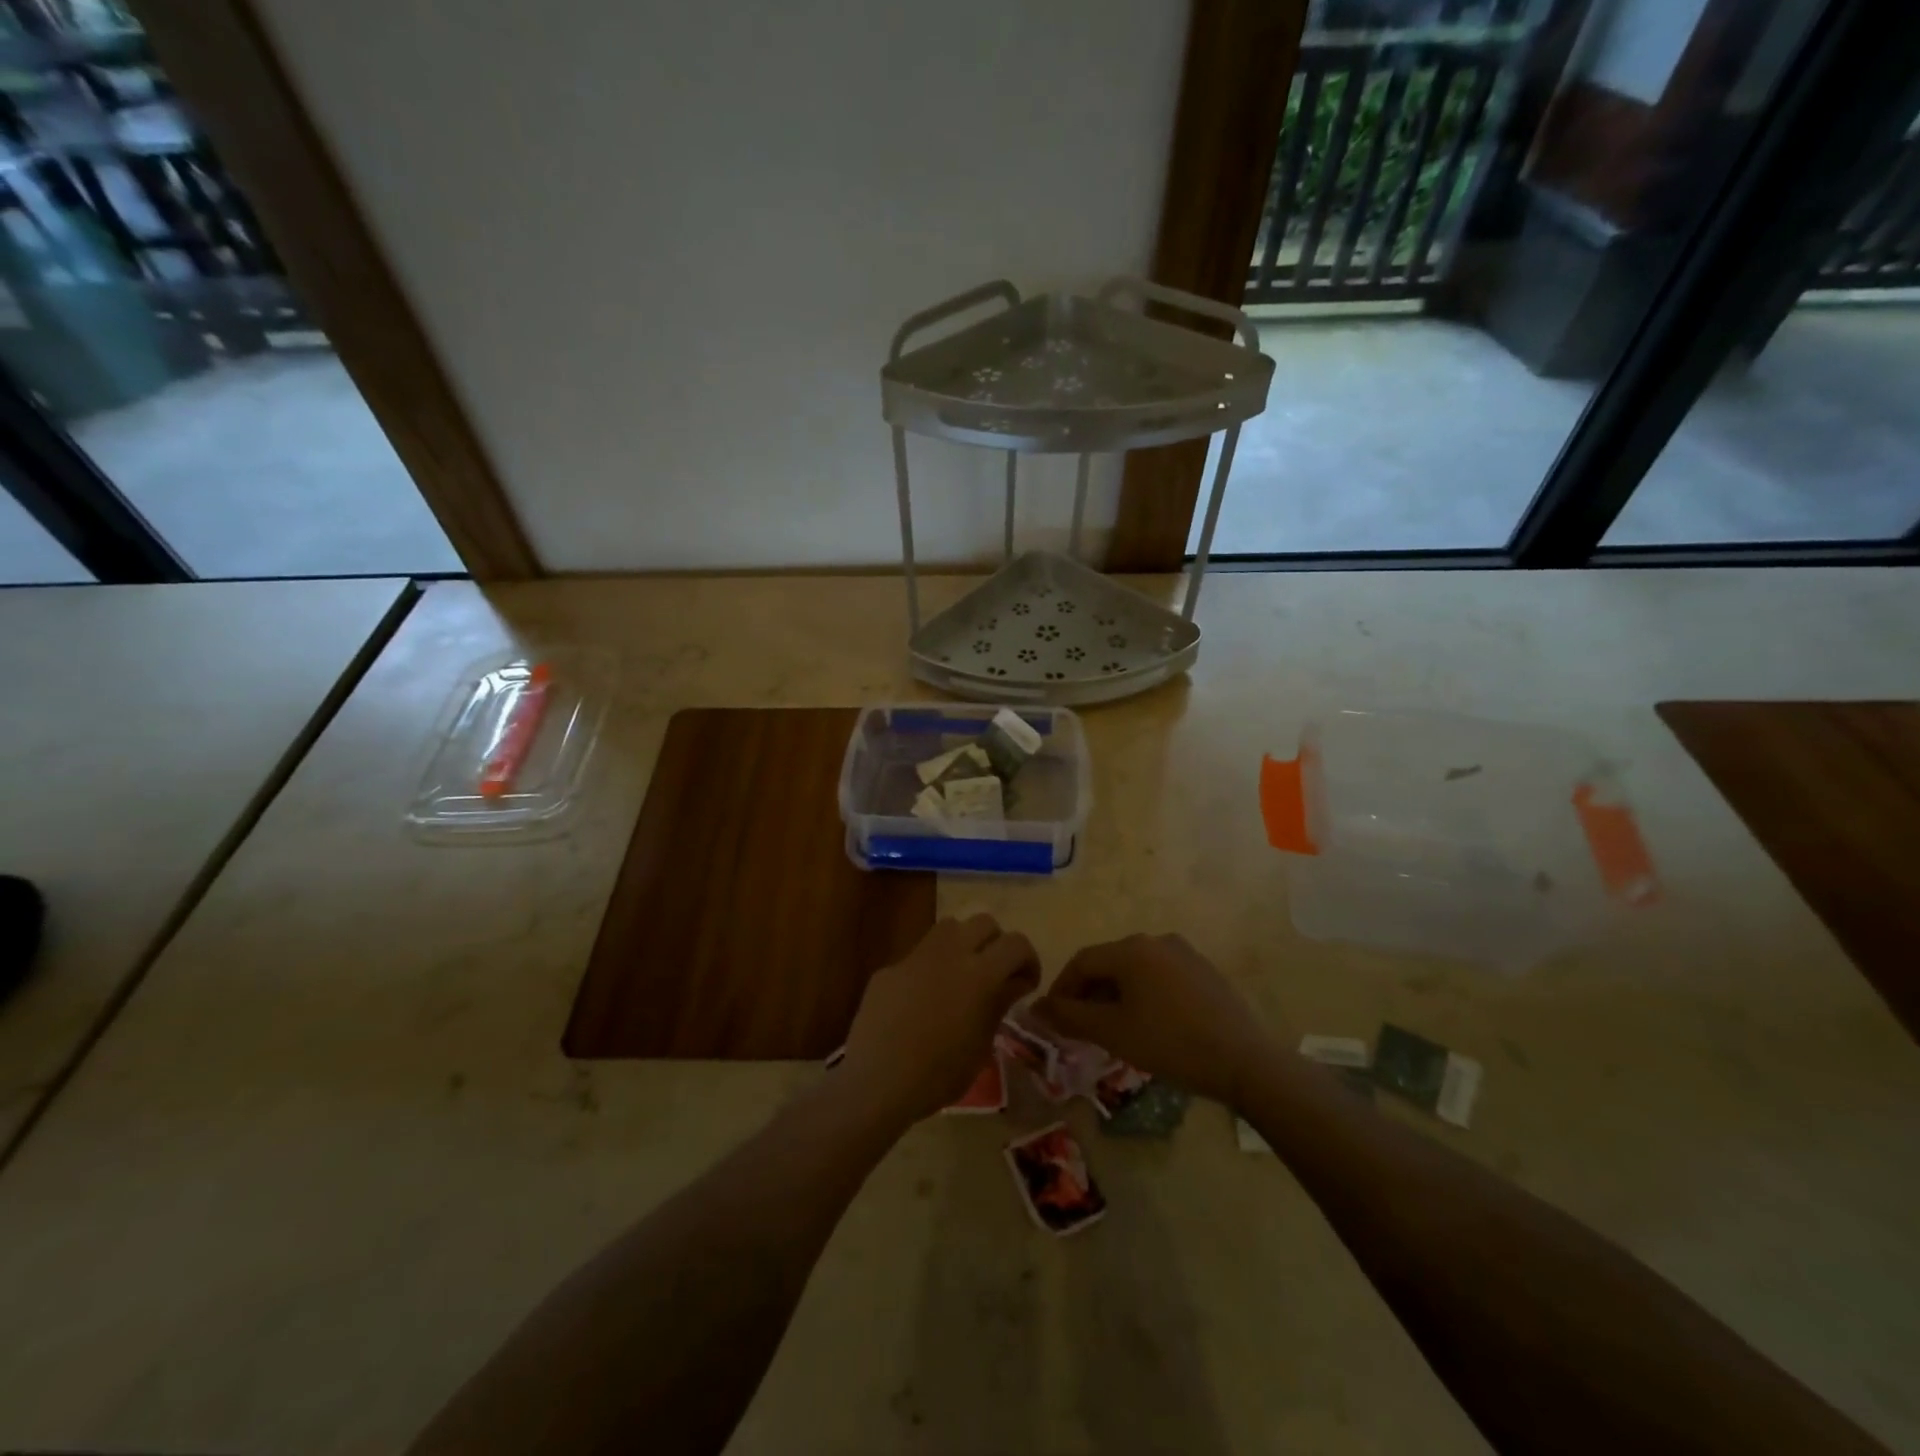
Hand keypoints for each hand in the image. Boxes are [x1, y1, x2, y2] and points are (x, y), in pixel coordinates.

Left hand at [841, 914, 1040, 1123]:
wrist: (877, 1081)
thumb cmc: (939, 1074)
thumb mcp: (981, 1045)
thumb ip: (999, 1003)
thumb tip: (1014, 982)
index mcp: (979, 974)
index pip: (1016, 943)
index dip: (1028, 960)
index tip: (1026, 983)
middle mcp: (950, 953)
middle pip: (984, 922)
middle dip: (997, 943)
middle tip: (996, 974)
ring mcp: (916, 956)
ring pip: (949, 927)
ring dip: (964, 942)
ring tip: (963, 975)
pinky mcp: (890, 968)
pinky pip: (919, 955)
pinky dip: (931, 968)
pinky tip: (923, 1000)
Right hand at [1034, 933, 1273, 1106]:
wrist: (1245, 1062)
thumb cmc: (1171, 1044)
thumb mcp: (1113, 1032)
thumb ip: (1070, 1016)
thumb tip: (1038, 1007)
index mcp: (1132, 949)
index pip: (1082, 961)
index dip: (1062, 989)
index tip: (1053, 1018)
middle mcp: (1156, 940)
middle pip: (1109, 962)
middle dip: (1089, 993)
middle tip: (1081, 1027)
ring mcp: (1184, 953)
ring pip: (1135, 970)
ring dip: (1116, 995)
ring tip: (1112, 1028)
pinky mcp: (1204, 970)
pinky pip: (1160, 976)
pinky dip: (1143, 994)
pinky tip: (1148, 1023)